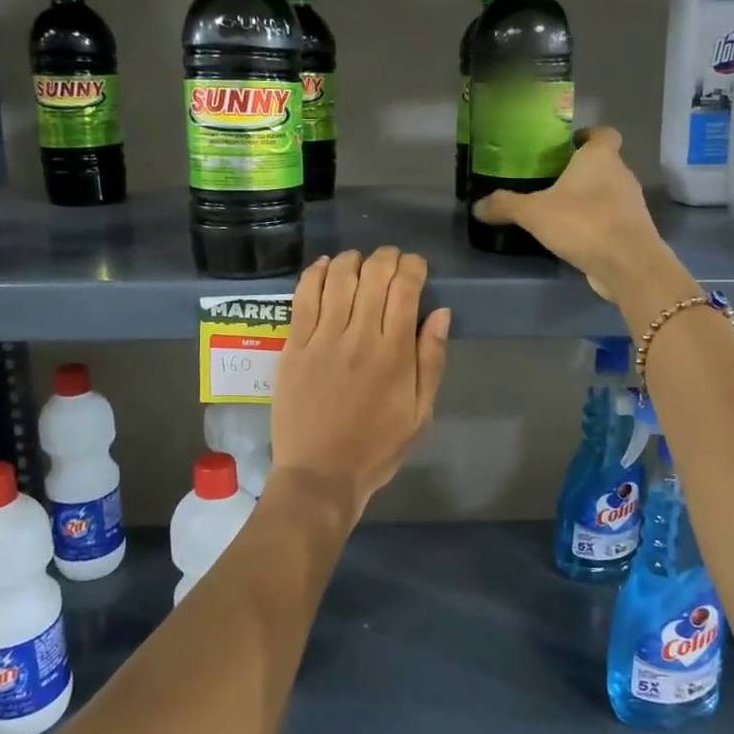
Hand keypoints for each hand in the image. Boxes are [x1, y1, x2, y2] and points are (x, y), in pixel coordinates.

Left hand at [271, 248, 450, 521]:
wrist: (320, 475)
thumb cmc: (376, 448)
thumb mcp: (420, 413)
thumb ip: (432, 360)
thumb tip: (440, 313)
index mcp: (394, 353)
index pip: (405, 288)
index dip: (413, 266)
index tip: (416, 267)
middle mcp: (358, 337)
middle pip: (373, 275)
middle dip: (386, 257)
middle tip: (390, 261)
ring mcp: (322, 339)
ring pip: (338, 278)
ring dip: (352, 260)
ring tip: (359, 261)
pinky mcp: (293, 346)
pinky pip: (303, 297)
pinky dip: (314, 274)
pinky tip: (324, 266)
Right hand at [470, 128, 670, 302]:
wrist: (628, 265)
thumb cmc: (583, 223)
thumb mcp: (534, 213)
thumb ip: (505, 206)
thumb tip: (476, 206)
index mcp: (601, 157)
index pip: (603, 133)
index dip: (587, 136)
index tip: (566, 146)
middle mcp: (621, 174)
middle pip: (603, 163)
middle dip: (580, 170)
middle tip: (550, 181)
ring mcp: (631, 204)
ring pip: (608, 191)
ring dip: (588, 198)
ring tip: (558, 210)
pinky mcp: (633, 230)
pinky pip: (611, 218)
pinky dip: (595, 222)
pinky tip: (573, 236)